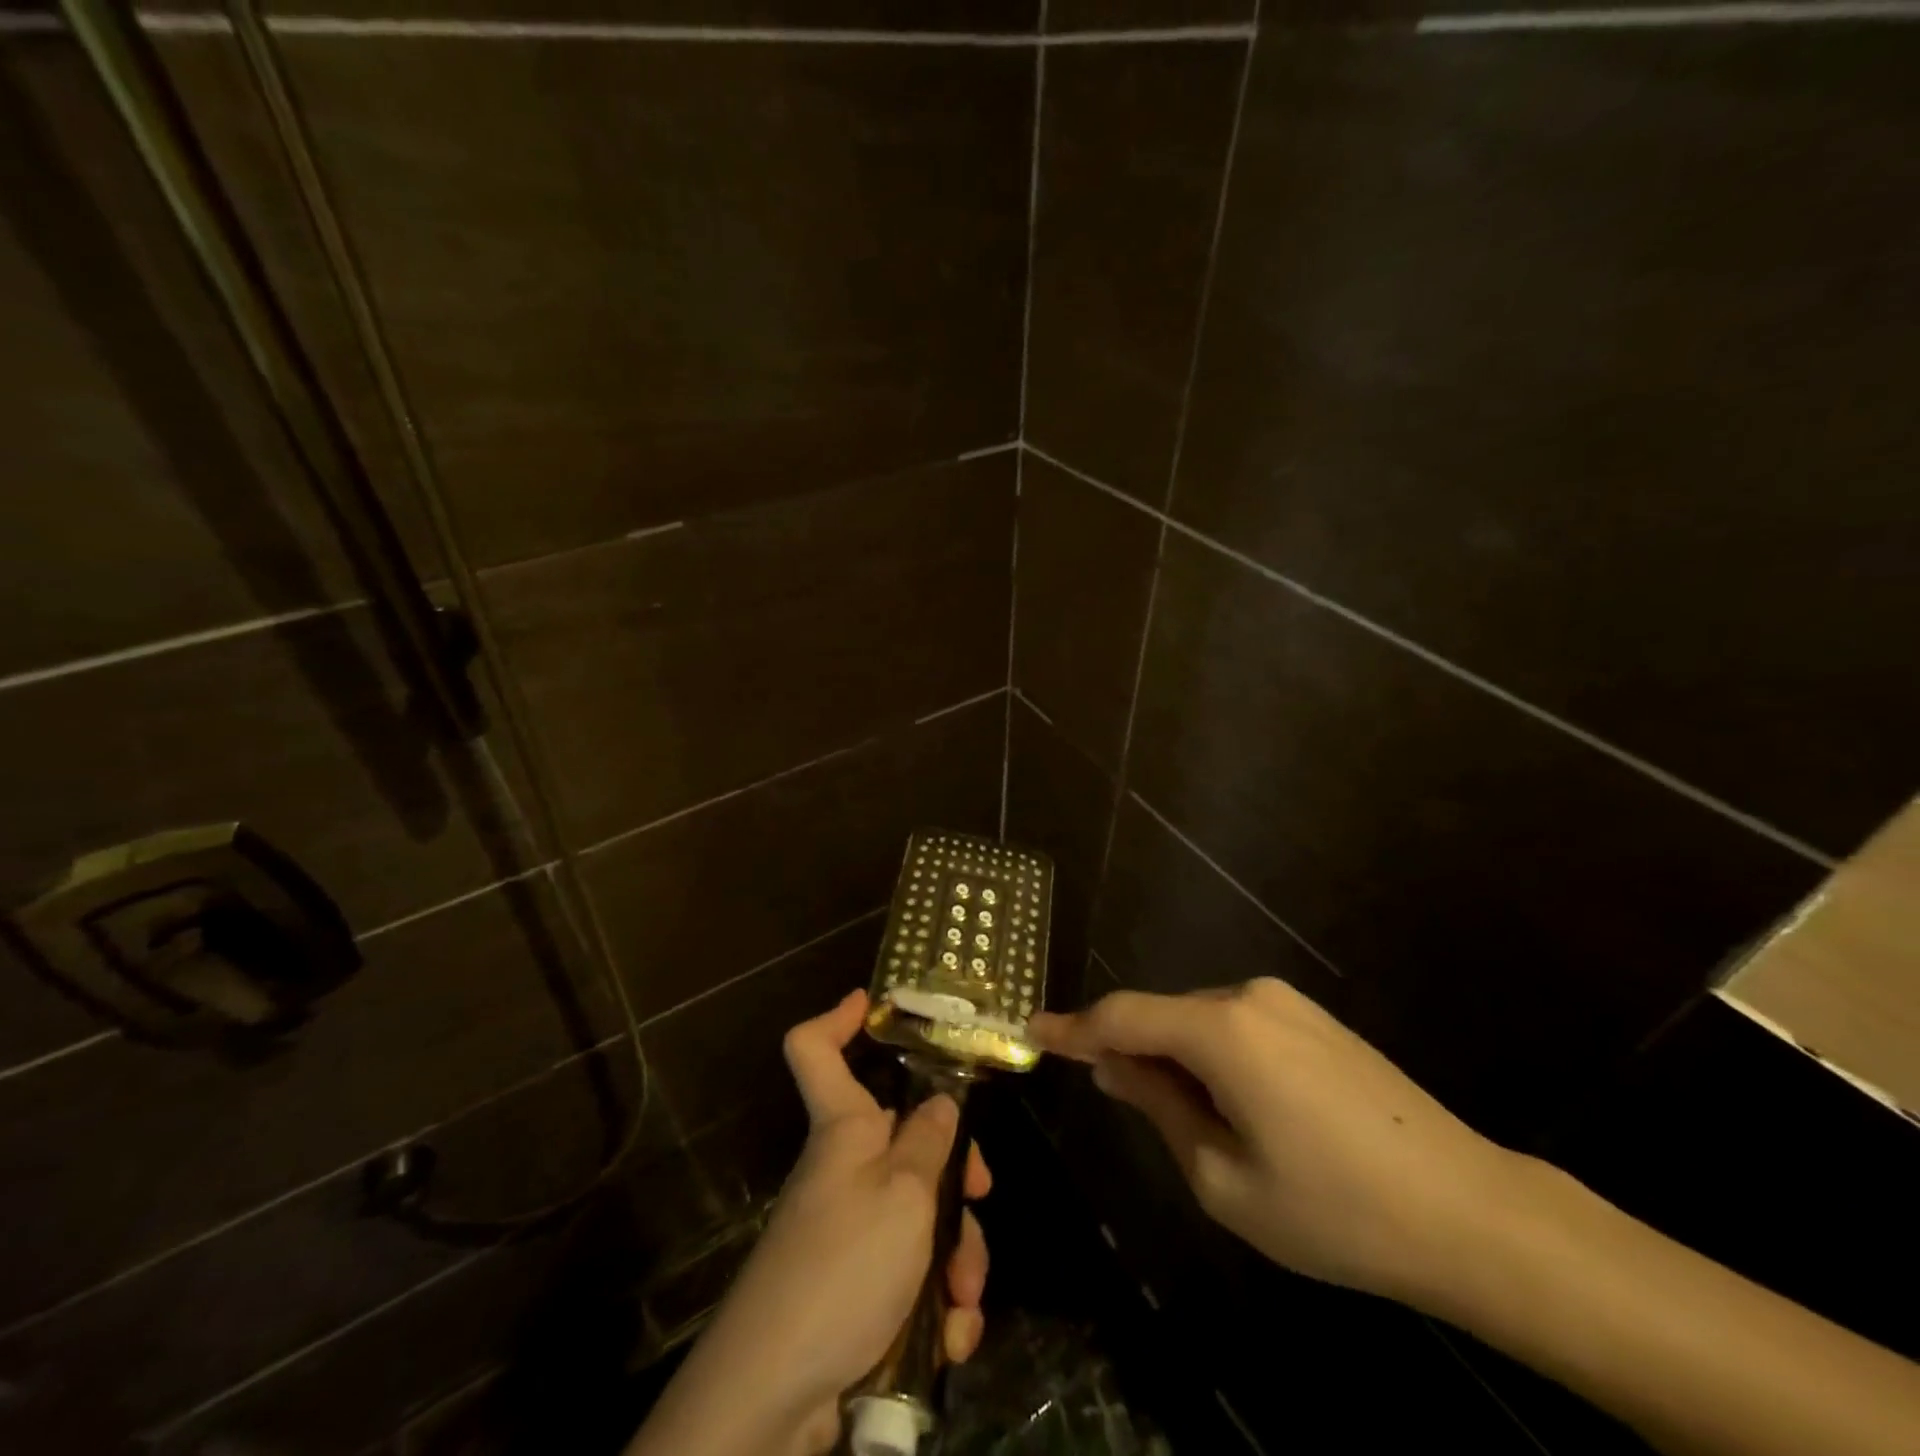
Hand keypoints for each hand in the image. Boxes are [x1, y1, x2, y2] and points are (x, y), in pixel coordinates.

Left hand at [630, 990, 989, 1455]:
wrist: (774, 1399)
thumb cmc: (842, 1266)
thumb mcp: (904, 1193)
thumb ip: (930, 1141)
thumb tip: (941, 1103)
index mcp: (844, 1128)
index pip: (814, 1048)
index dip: (838, 1018)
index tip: (875, 1003)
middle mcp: (846, 1170)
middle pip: (908, 1143)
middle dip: (954, 1176)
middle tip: (980, 1198)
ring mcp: (852, 1231)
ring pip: (922, 1215)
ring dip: (956, 1256)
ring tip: (963, 1300)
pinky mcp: (859, 1289)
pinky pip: (912, 1275)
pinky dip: (937, 1305)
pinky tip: (949, 1337)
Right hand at [1030, 978, 1521, 1305]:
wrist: (1471, 1212)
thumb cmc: (1335, 1210)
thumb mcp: (1224, 1178)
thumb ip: (1158, 1108)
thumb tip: (1114, 1068)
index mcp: (1221, 1030)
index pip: (1123, 1017)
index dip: (1074, 1027)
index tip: (1034, 1031)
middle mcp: (1248, 997)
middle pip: (1162, 1016)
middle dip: (1131, 1051)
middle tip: (1114, 1099)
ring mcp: (1286, 1003)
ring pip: (1199, 1022)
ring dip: (1175, 1058)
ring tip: (1187, 1121)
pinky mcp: (1313, 1019)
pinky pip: (1237, 1026)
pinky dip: (1212, 1056)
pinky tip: (1235, 1107)